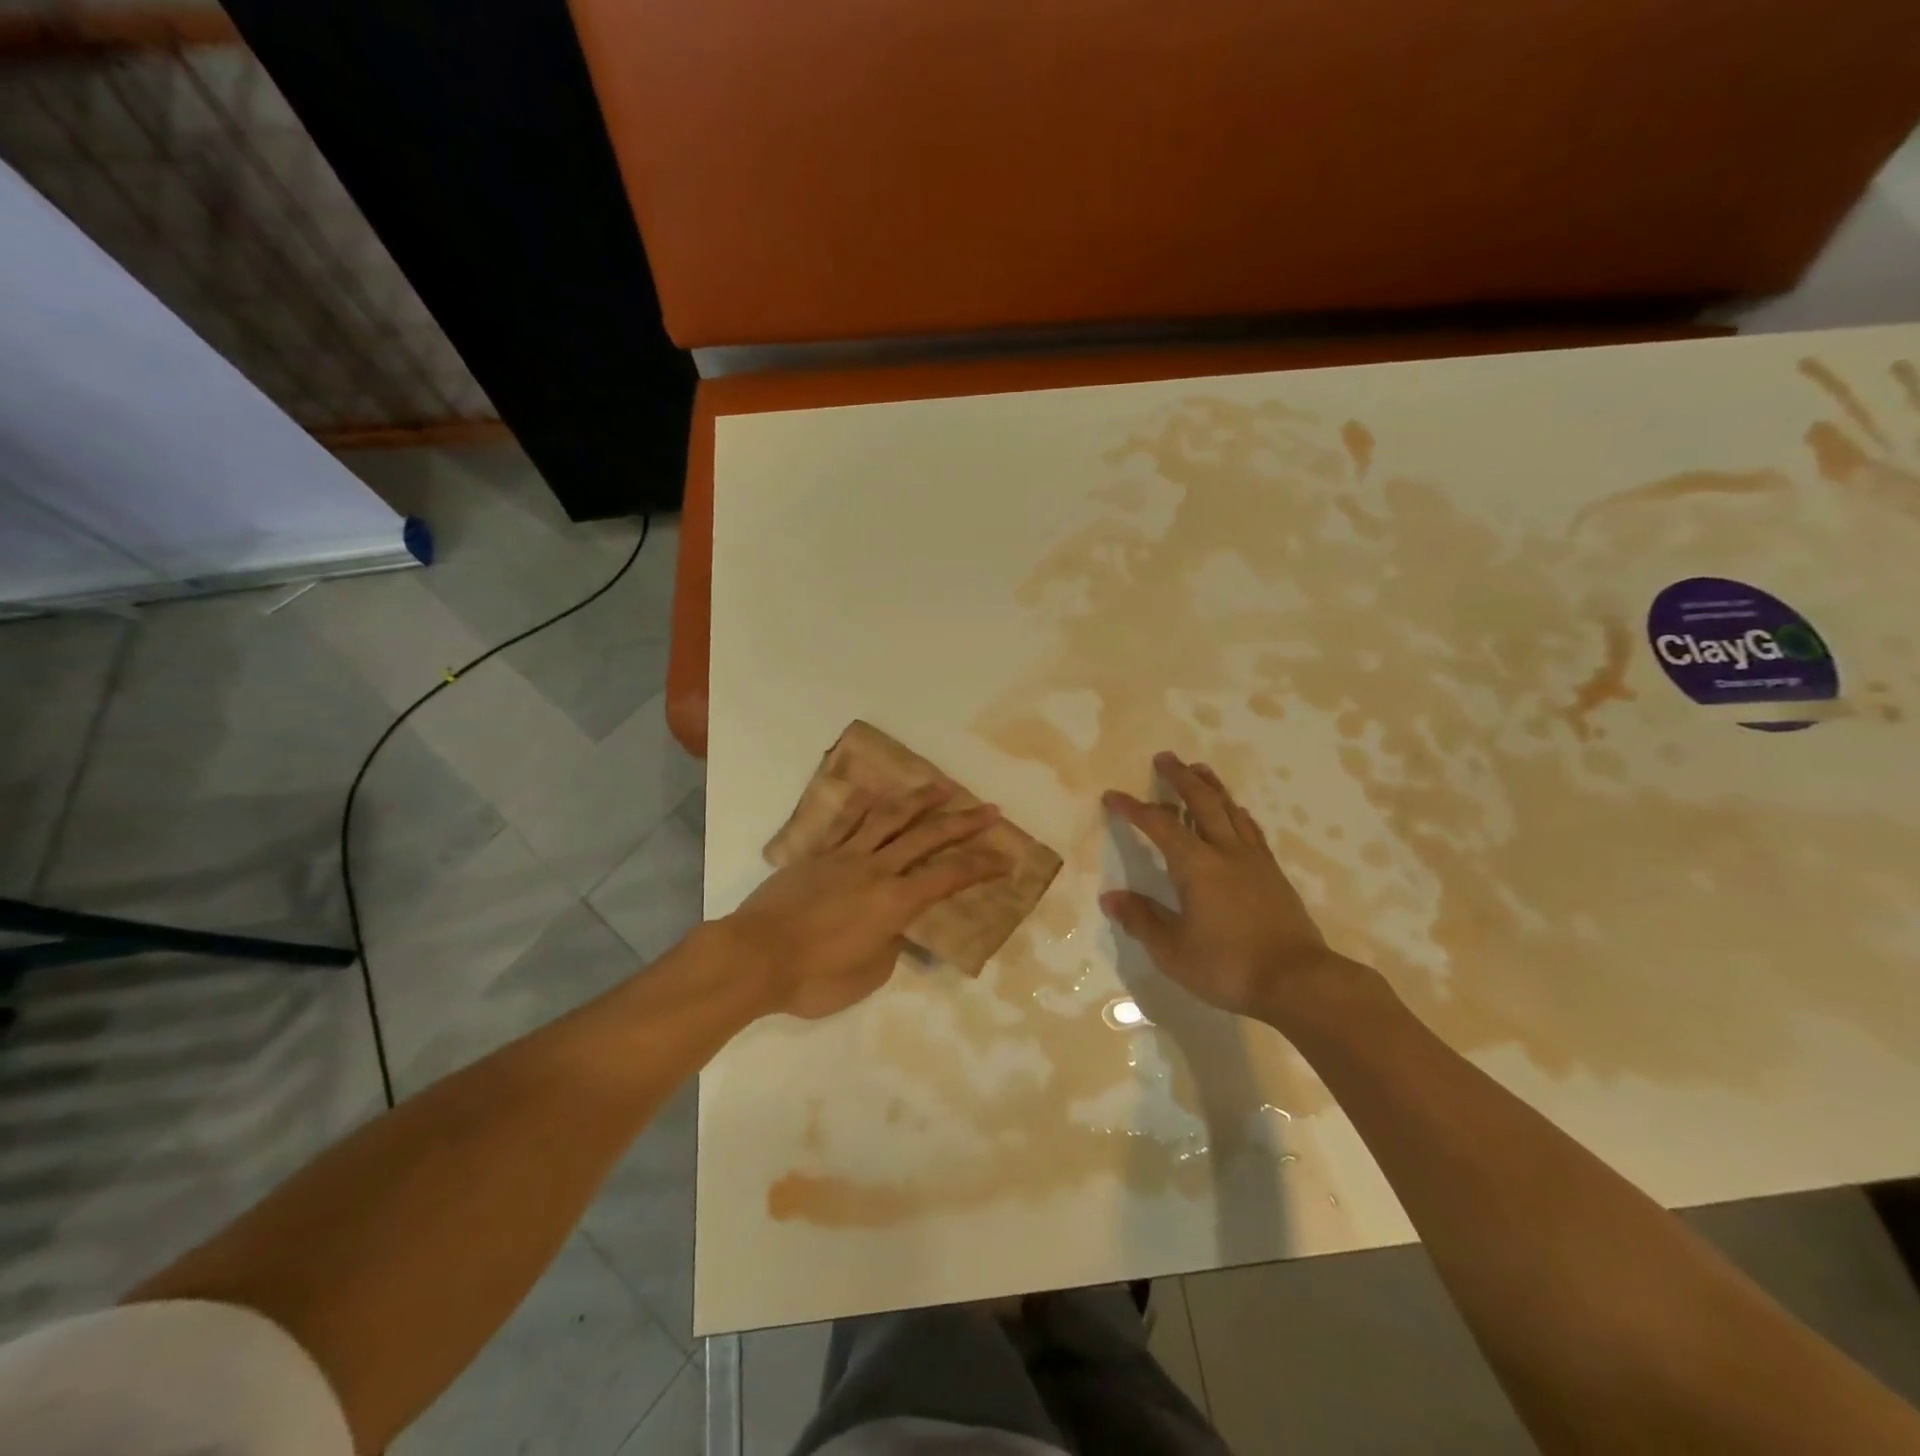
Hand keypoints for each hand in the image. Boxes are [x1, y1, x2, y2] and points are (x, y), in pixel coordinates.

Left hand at [720, 783, 1005, 1018]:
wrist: (754, 957)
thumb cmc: (814, 978)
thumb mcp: (868, 975)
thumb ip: (888, 946)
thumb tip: (889, 930)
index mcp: (895, 902)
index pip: (950, 878)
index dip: (982, 866)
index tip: (1006, 857)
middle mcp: (877, 870)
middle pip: (928, 837)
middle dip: (964, 823)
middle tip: (990, 808)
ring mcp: (845, 858)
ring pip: (888, 819)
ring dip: (919, 801)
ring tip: (941, 786)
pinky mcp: (816, 856)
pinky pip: (844, 824)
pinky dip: (862, 806)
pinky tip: (875, 792)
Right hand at [1102, 751, 1369, 1025]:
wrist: (1299, 982)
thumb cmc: (1228, 967)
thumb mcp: (1172, 951)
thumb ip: (1141, 920)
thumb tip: (1111, 898)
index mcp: (1196, 866)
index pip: (1159, 825)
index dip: (1134, 808)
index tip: (1113, 796)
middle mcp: (1225, 852)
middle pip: (1202, 802)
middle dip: (1180, 778)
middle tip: (1165, 757)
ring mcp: (1254, 861)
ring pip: (1231, 810)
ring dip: (1212, 787)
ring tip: (1200, 769)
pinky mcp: (1274, 875)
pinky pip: (1251, 830)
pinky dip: (1237, 813)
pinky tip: (1237, 813)